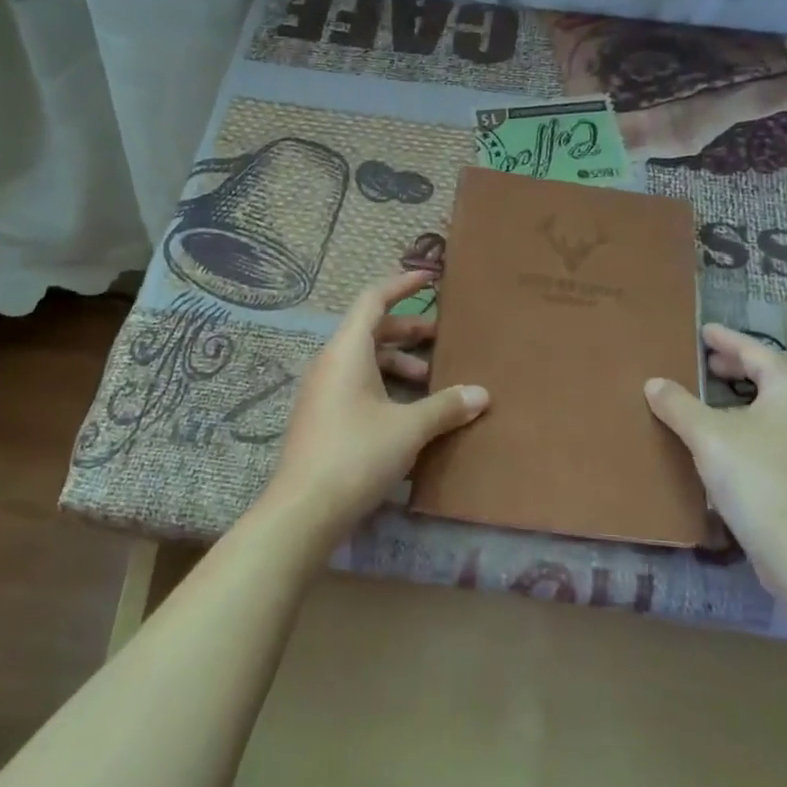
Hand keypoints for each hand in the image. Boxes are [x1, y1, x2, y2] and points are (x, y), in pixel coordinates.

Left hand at [261, 270, 488, 544]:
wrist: (304, 509)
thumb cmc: (357, 454)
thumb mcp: (409, 428)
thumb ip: (446, 407)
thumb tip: (482, 394)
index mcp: (346, 351)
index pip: (373, 300)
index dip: (401, 284)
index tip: (430, 278)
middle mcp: (330, 363)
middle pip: (370, 330)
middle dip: (407, 330)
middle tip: (442, 338)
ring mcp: (322, 390)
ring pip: (364, 360)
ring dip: (398, 363)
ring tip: (431, 381)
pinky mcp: (321, 416)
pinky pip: (356, 383)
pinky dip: (384, 384)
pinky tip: (407, 410)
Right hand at [644, 324, 786, 574]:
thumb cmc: (756, 477)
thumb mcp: (707, 435)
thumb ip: (678, 404)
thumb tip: (654, 383)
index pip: (755, 350)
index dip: (726, 339)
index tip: (702, 331)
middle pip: (778, 370)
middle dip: (745, 362)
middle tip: (711, 362)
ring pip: (781, 399)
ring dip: (750, 390)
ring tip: (715, 392)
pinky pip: (779, 423)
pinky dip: (754, 415)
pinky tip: (728, 431)